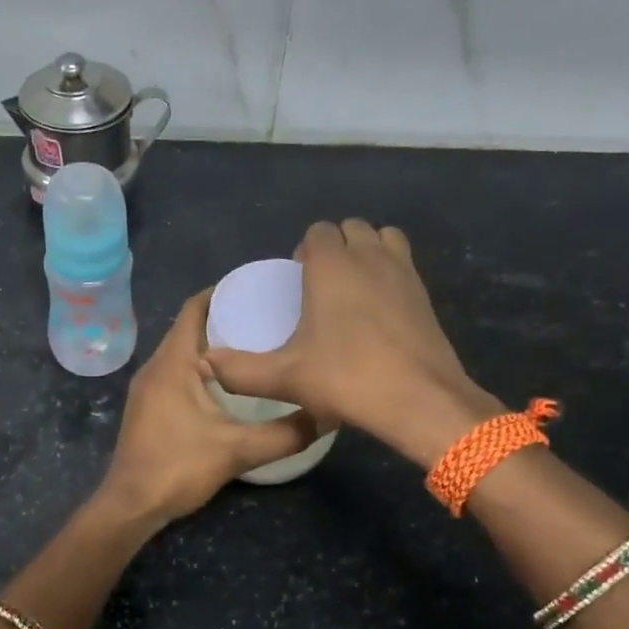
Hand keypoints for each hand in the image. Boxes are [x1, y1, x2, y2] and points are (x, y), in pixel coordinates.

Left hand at [97, 290, 317, 525]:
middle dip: (223, 318)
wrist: (131, 505)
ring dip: (211, 345)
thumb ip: (285, 434)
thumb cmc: (178, 467)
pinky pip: (175, 372)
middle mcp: (155, 367)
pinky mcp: (147, 407)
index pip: (193, 309)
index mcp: (173, 363)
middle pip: (188, 327)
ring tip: (252, 347)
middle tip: (264, 318)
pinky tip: (227, 385)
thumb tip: (324, 416)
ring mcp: (147, 388)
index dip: (221, 292)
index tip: (255, 290)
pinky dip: (199, 367)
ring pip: (181, 352)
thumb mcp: (238, 450)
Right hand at [200, 219, 503, 468]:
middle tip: (320, 287)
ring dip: (366, 251)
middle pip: (350, 228)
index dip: (304, 250)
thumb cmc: (346, 379)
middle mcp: (368, 256)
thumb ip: (239, 370)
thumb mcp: (284, 378)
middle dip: (334, 247)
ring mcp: (403, 271)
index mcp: (331, 265)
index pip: (317, 231)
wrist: (419, 400)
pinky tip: (379, 309)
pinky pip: (403, 262)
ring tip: (352, 288)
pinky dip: (389, 271)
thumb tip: (204, 363)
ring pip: (382, 238)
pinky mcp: (425, 292)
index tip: (297, 282)